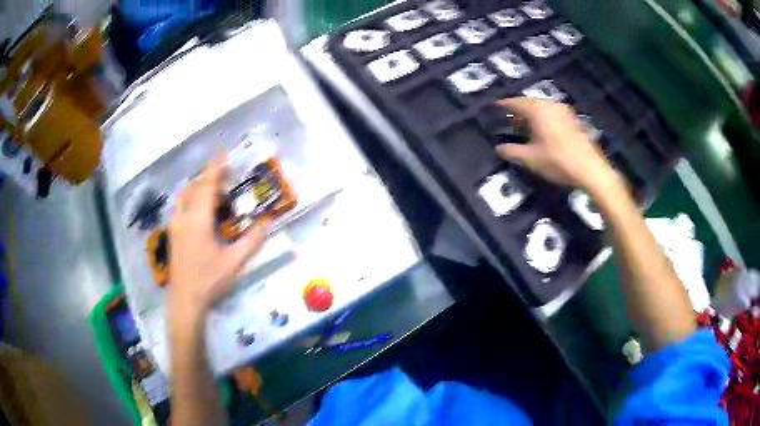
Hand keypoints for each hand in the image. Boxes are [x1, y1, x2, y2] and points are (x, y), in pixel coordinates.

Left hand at [167, 152, 265, 326]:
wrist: (185, 300)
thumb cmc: (209, 280)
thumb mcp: (234, 262)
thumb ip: (251, 241)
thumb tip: (267, 223)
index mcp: (198, 219)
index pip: (208, 186)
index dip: (216, 168)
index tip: (222, 153)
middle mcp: (184, 217)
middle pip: (194, 188)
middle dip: (209, 177)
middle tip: (224, 176)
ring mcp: (175, 226)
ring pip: (184, 196)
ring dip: (198, 188)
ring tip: (213, 192)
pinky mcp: (173, 235)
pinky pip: (180, 207)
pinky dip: (190, 199)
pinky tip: (198, 210)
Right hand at [495, 98, 614, 190]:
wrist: (590, 169)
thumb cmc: (557, 161)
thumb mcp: (530, 159)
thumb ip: (511, 151)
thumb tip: (498, 148)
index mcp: (537, 110)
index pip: (515, 103)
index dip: (504, 105)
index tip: (496, 106)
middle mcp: (550, 105)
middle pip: (530, 103)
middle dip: (519, 110)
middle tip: (510, 119)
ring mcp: (564, 111)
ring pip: (543, 107)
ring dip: (533, 114)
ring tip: (526, 126)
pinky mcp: (574, 119)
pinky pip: (554, 113)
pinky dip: (545, 118)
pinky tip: (544, 130)